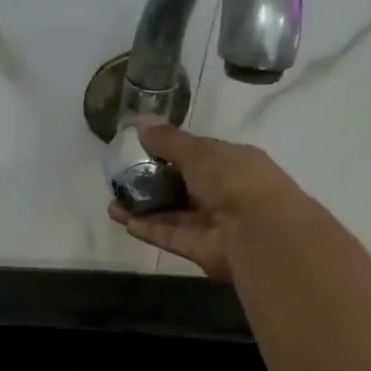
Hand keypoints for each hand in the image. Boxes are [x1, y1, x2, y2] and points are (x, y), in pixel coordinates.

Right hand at [105, 119, 295, 280]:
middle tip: (120, 181)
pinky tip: (124, 221)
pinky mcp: (199, 248)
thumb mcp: (198, 152)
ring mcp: (211, 223)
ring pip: (172, 214)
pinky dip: (149, 229)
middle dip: (151, 184)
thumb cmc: (233, 179)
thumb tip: (140, 121)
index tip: (139, 150)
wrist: (257, 231)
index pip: (196, 156)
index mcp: (230, 163)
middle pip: (181, 188)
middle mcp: (222, 192)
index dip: (168, 153)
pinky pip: (170, 235)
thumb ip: (168, 140)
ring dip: (143, 209)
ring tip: (112, 203)